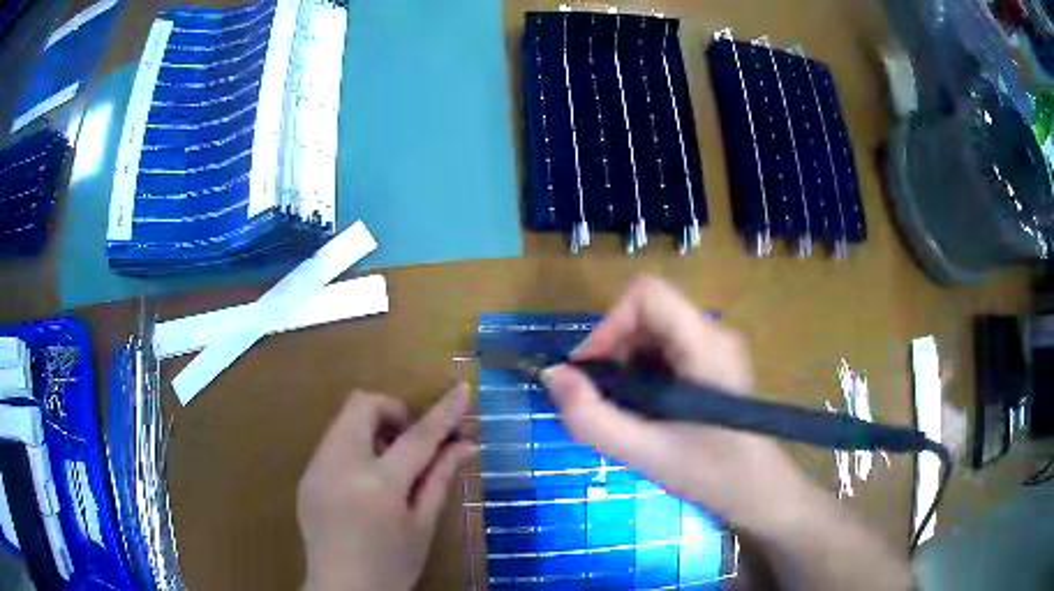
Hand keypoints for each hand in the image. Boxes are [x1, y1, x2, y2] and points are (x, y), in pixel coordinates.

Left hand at [298, 385, 475, 590]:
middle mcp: (340, 465)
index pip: (417, 436)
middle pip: (362, 405)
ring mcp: (316, 468)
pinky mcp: (306, 476)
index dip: (443, 411)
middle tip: (412, 442)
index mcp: (378, 484)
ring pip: (344, 421)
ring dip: (373, 429)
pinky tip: (366, 482)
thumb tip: (466, 445)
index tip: (462, 389)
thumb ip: (440, 478)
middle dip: (393, 411)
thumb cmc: (392, 565)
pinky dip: (355, 447)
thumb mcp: (423, 525)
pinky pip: (332, 443)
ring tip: (390, 466)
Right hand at [541, 275, 809, 527]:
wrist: (756, 489)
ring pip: (652, 331)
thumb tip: (552, 374)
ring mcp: (715, 345)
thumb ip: (591, 417)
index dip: (608, 324)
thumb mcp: (644, 452)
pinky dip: (641, 373)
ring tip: (623, 410)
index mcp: (704, 343)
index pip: (646, 294)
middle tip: (602, 400)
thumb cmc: (710, 472)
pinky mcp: (711, 360)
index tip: (589, 371)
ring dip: (624, 365)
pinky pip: (664, 348)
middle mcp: (713, 331)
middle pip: (646, 313)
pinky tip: (644, 410)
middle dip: (612, 351)